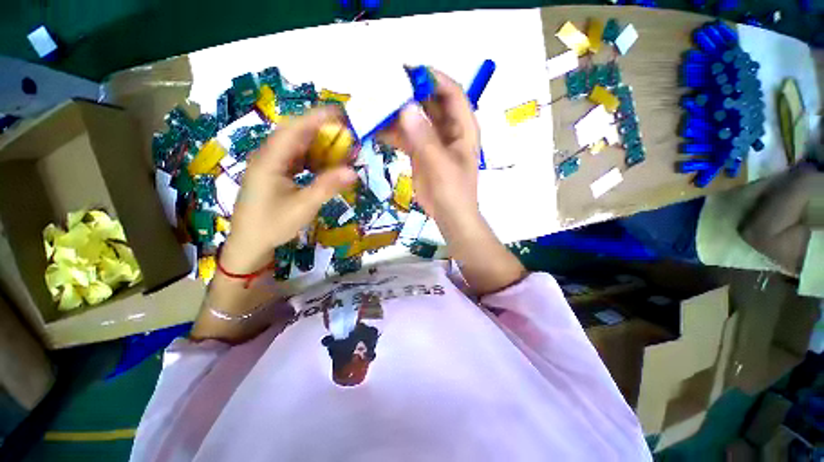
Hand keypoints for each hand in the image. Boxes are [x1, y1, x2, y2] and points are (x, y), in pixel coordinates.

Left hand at [221, 107, 357, 272]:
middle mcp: (268, 156)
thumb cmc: (272, 225)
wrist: (250, 243)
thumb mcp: (303, 207)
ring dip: (319, 145)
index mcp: (269, 160)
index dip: (317, 118)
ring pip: (297, 146)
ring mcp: (271, 164)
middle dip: (322, 131)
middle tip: (347, 134)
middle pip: (296, 134)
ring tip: (341, 149)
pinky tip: (326, 165)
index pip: (294, 128)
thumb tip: (353, 172)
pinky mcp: (275, 173)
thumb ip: (328, 187)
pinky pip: (297, 159)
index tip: (341, 115)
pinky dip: (314, 159)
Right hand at [381, 70, 480, 223]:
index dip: (432, 78)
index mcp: (463, 127)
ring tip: (374, 106)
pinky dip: (392, 132)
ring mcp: (433, 140)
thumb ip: (425, 138)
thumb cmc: (453, 192)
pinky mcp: (420, 152)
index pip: (451, 92)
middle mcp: (449, 129)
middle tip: (383, 86)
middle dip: (409, 93)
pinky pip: (406, 136)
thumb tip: (406, 107)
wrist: (449, 217)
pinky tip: (375, 129)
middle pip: (430, 102)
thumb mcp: (441, 165)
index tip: (407, 72)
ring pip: (415, 118)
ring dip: (397, 112)